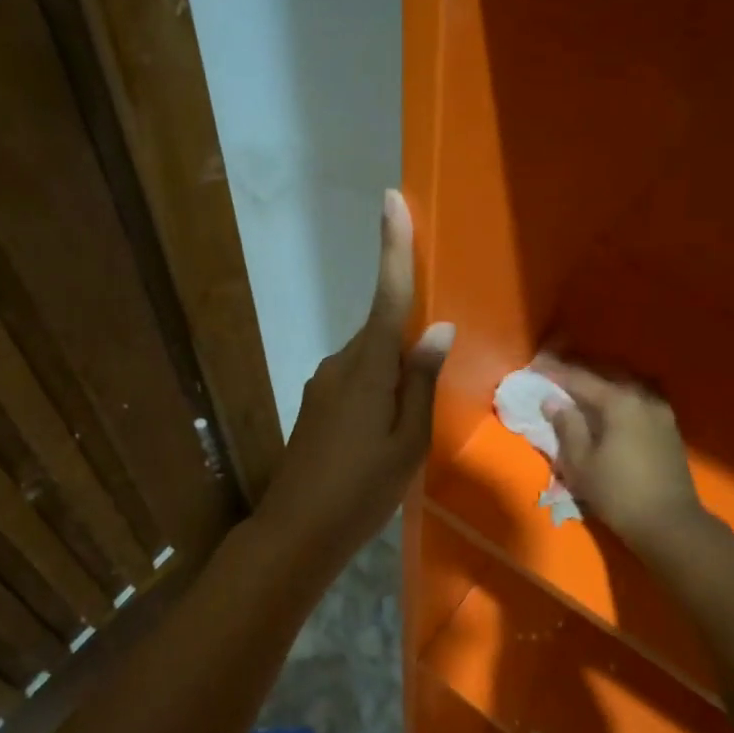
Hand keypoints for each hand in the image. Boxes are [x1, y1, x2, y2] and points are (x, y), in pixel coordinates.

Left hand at [255, 191, 454, 562]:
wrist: (297, 531)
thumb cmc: (362, 490)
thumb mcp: (408, 442)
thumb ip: (421, 382)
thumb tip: (437, 329)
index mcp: (368, 369)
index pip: (386, 297)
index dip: (392, 248)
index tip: (391, 201)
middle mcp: (340, 364)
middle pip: (381, 329)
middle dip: (408, 332)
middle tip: (431, 372)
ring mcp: (323, 384)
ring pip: (370, 358)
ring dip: (394, 369)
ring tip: (411, 419)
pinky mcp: (316, 404)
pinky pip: (357, 378)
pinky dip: (378, 386)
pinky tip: (387, 426)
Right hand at [535, 360, 707, 556]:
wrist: (668, 523)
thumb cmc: (617, 493)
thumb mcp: (581, 463)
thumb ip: (567, 427)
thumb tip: (553, 402)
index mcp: (619, 402)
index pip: (581, 379)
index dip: (556, 372)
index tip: (535, 365)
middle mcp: (643, 397)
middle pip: (607, 374)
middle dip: (579, 371)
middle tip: (555, 371)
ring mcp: (661, 411)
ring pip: (626, 384)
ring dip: (602, 381)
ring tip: (581, 385)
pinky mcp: (668, 427)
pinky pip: (638, 398)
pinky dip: (619, 395)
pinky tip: (609, 404)